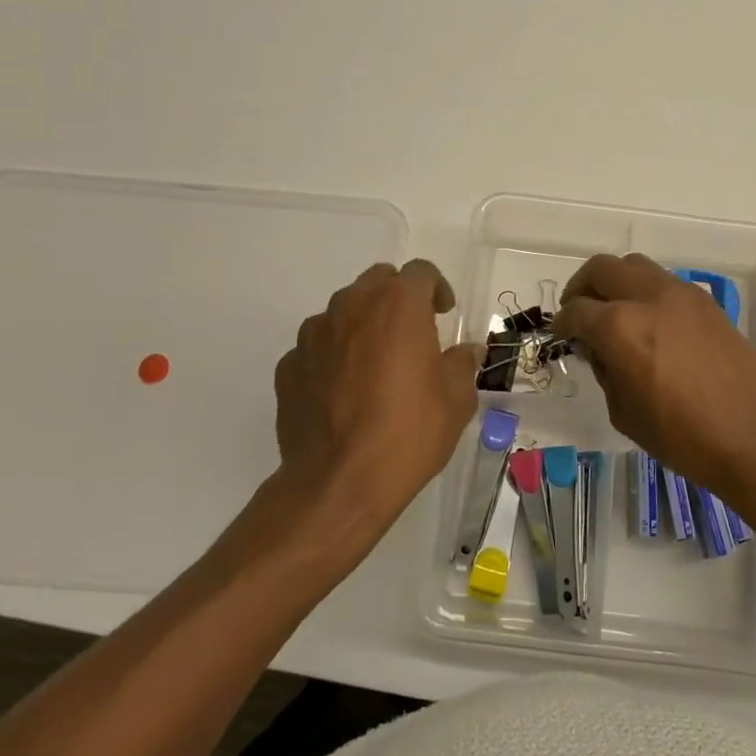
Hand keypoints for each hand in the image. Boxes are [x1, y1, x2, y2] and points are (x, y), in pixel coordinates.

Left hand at [270, 259, 481, 558]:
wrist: (339, 483)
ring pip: (343, 311)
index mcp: (398, 305)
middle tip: (412, 334)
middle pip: (377, 282)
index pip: (420, 272)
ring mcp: (314, 334)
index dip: (437, 288)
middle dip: (397, 299)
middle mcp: (352, 306)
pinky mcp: (289, 365)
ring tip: (375, 365)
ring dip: (362, 325)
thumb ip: (461, 365)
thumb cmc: (408, 433)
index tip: (444, 314)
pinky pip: (317, 347)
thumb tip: (466, 351)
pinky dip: (333, 357)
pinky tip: (343, 392)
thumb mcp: (456, 401)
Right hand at [554, 254, 755, 506]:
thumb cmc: (683, 438)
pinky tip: (650, 324)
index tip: (561, 335)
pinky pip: (664, 282)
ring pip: (634, 266)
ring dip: (616, 283)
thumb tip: (599, 349)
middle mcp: (648, 297)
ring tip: (614, 313)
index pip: (576, 311)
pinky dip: (646, 292)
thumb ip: (605, 370)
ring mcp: (681, 294)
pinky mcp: (707, 301)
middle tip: (578, 313)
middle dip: (582, 288)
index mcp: (620, 326)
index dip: (561, 324)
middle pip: (601, 269)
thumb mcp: (624, 412)